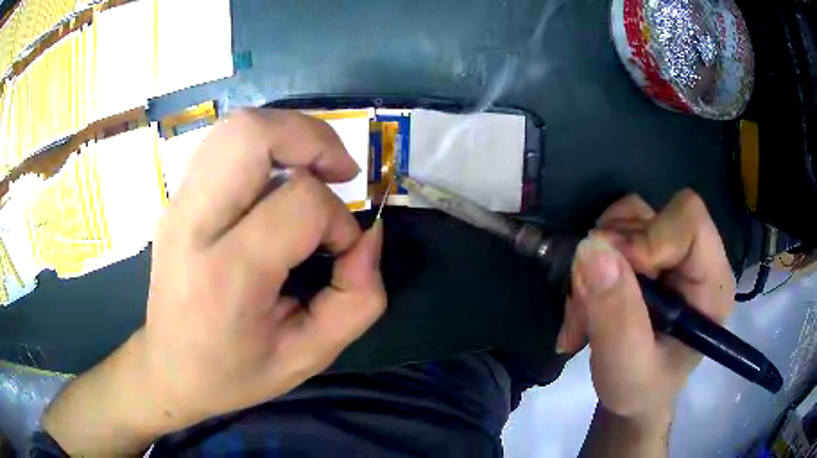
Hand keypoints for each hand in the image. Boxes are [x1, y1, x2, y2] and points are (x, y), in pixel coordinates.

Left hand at [43, 109, 385, 454]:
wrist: (169, 368)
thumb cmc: (234, 372)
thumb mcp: (308, 356)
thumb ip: (356, 300)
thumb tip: (368, 236)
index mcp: (226, 274)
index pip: (299, 203)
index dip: (338, 219)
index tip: (341, 251)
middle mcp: (193, 224)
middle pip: (252, 135)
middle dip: (312, 138)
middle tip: (338, 171)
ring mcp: (178, 204)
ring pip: (236, 127)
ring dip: (288, 135)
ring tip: (313, 169)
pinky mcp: (176, 198)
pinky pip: (224, 143)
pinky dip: (264, 145)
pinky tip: (277, 178)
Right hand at [558, 190, 734, 419]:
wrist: (634, 395)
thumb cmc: (641, 389)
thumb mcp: (628, 367)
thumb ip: (617, 315)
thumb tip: (591, 249)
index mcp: (712, 282)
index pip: (689, 220)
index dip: (649, 238)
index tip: (614, 275)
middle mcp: (695, 257)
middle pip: (650, 217)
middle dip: (610, 258)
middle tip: (586, 307)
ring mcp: (669, 251)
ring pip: (625, 221)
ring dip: (594, 263)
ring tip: (585, 312)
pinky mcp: (647, 252)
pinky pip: (611, 231)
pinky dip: (590, 263)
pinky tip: (587, 300)